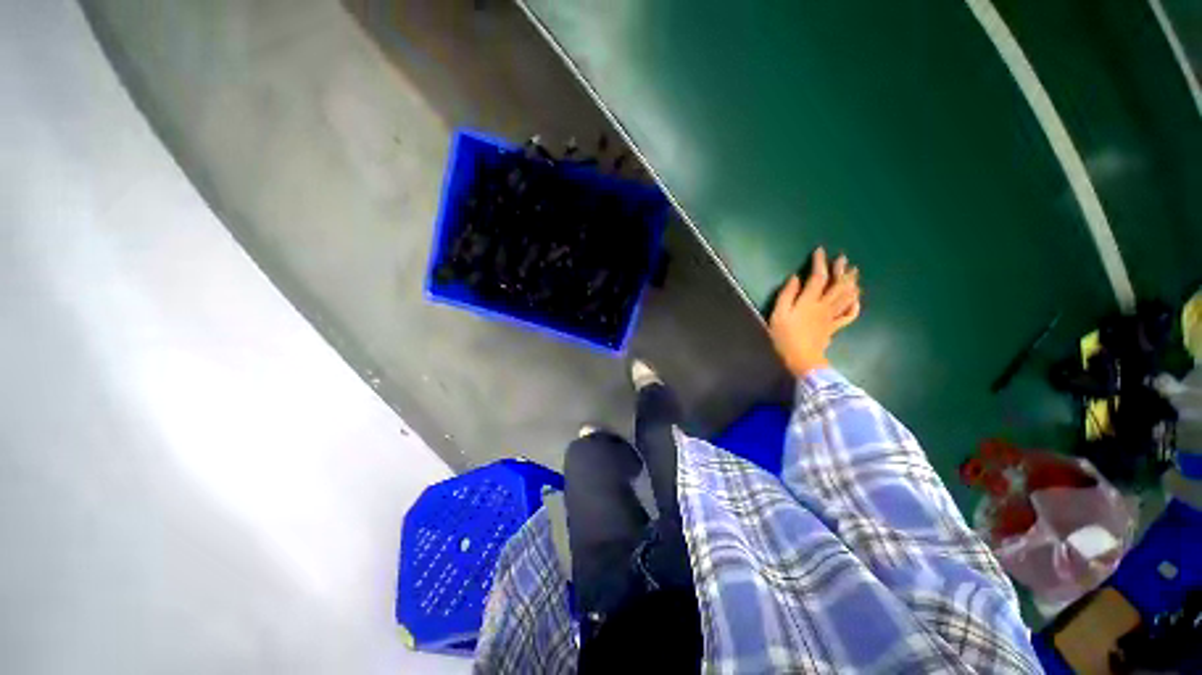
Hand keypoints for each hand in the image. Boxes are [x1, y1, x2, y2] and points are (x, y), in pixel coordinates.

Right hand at [769, 248, 860, 376]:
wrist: (801, 358)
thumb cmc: (785, 336)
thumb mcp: (778, 314)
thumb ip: (786, 295)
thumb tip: (795, 278)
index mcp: (809, 301)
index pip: (818, 277)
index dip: (820, 263)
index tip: (820, 251)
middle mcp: (824, 306)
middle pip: (837, 285)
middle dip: (841, 270)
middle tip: (844, 258)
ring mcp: (831, 317)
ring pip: (847, 297)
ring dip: (851, 283)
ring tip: (854, 273)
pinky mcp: (834, 327)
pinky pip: (849, 315)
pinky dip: (855, 305)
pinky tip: (856, 299)